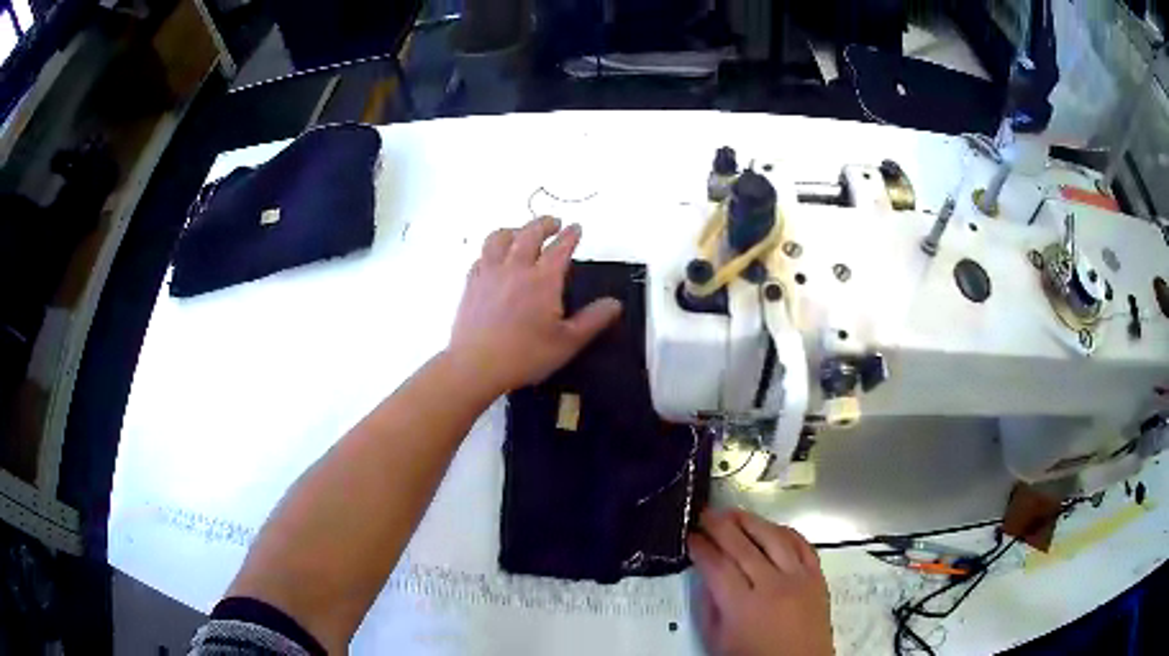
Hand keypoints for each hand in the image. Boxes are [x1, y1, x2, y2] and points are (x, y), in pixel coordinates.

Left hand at [448, 216, 622, 395]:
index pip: (560, 248)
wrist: (476, 365)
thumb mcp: (568, 342)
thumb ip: (593, 320)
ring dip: (514, 230)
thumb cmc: (525, 355)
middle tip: (554, 223)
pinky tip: (494, 258)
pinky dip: (492, 250)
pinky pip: (481, 256)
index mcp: (543, 279)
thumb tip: (615, 303)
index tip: (576, 228)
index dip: (570, 235)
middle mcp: (516, 268)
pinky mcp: (472, 283)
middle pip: (529, 233)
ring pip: (499, 238)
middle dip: (544, 224)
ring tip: (521, 232)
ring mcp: (490, 273)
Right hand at [689, 509, 832, 655]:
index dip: (701, 548)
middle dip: (720, 526)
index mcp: (743, 606)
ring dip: (751, 521)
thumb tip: (704, 577)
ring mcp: (798, 578)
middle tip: (705, 513)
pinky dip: (785, 531)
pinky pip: (803, 544)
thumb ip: (709, 608)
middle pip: (743, 547)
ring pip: (774, 538)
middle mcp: (772, 586)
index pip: (717, 566)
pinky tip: (771, 527)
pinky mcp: (817, 576)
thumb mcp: (718, 642)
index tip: (690, 535)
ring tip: (733, 512)